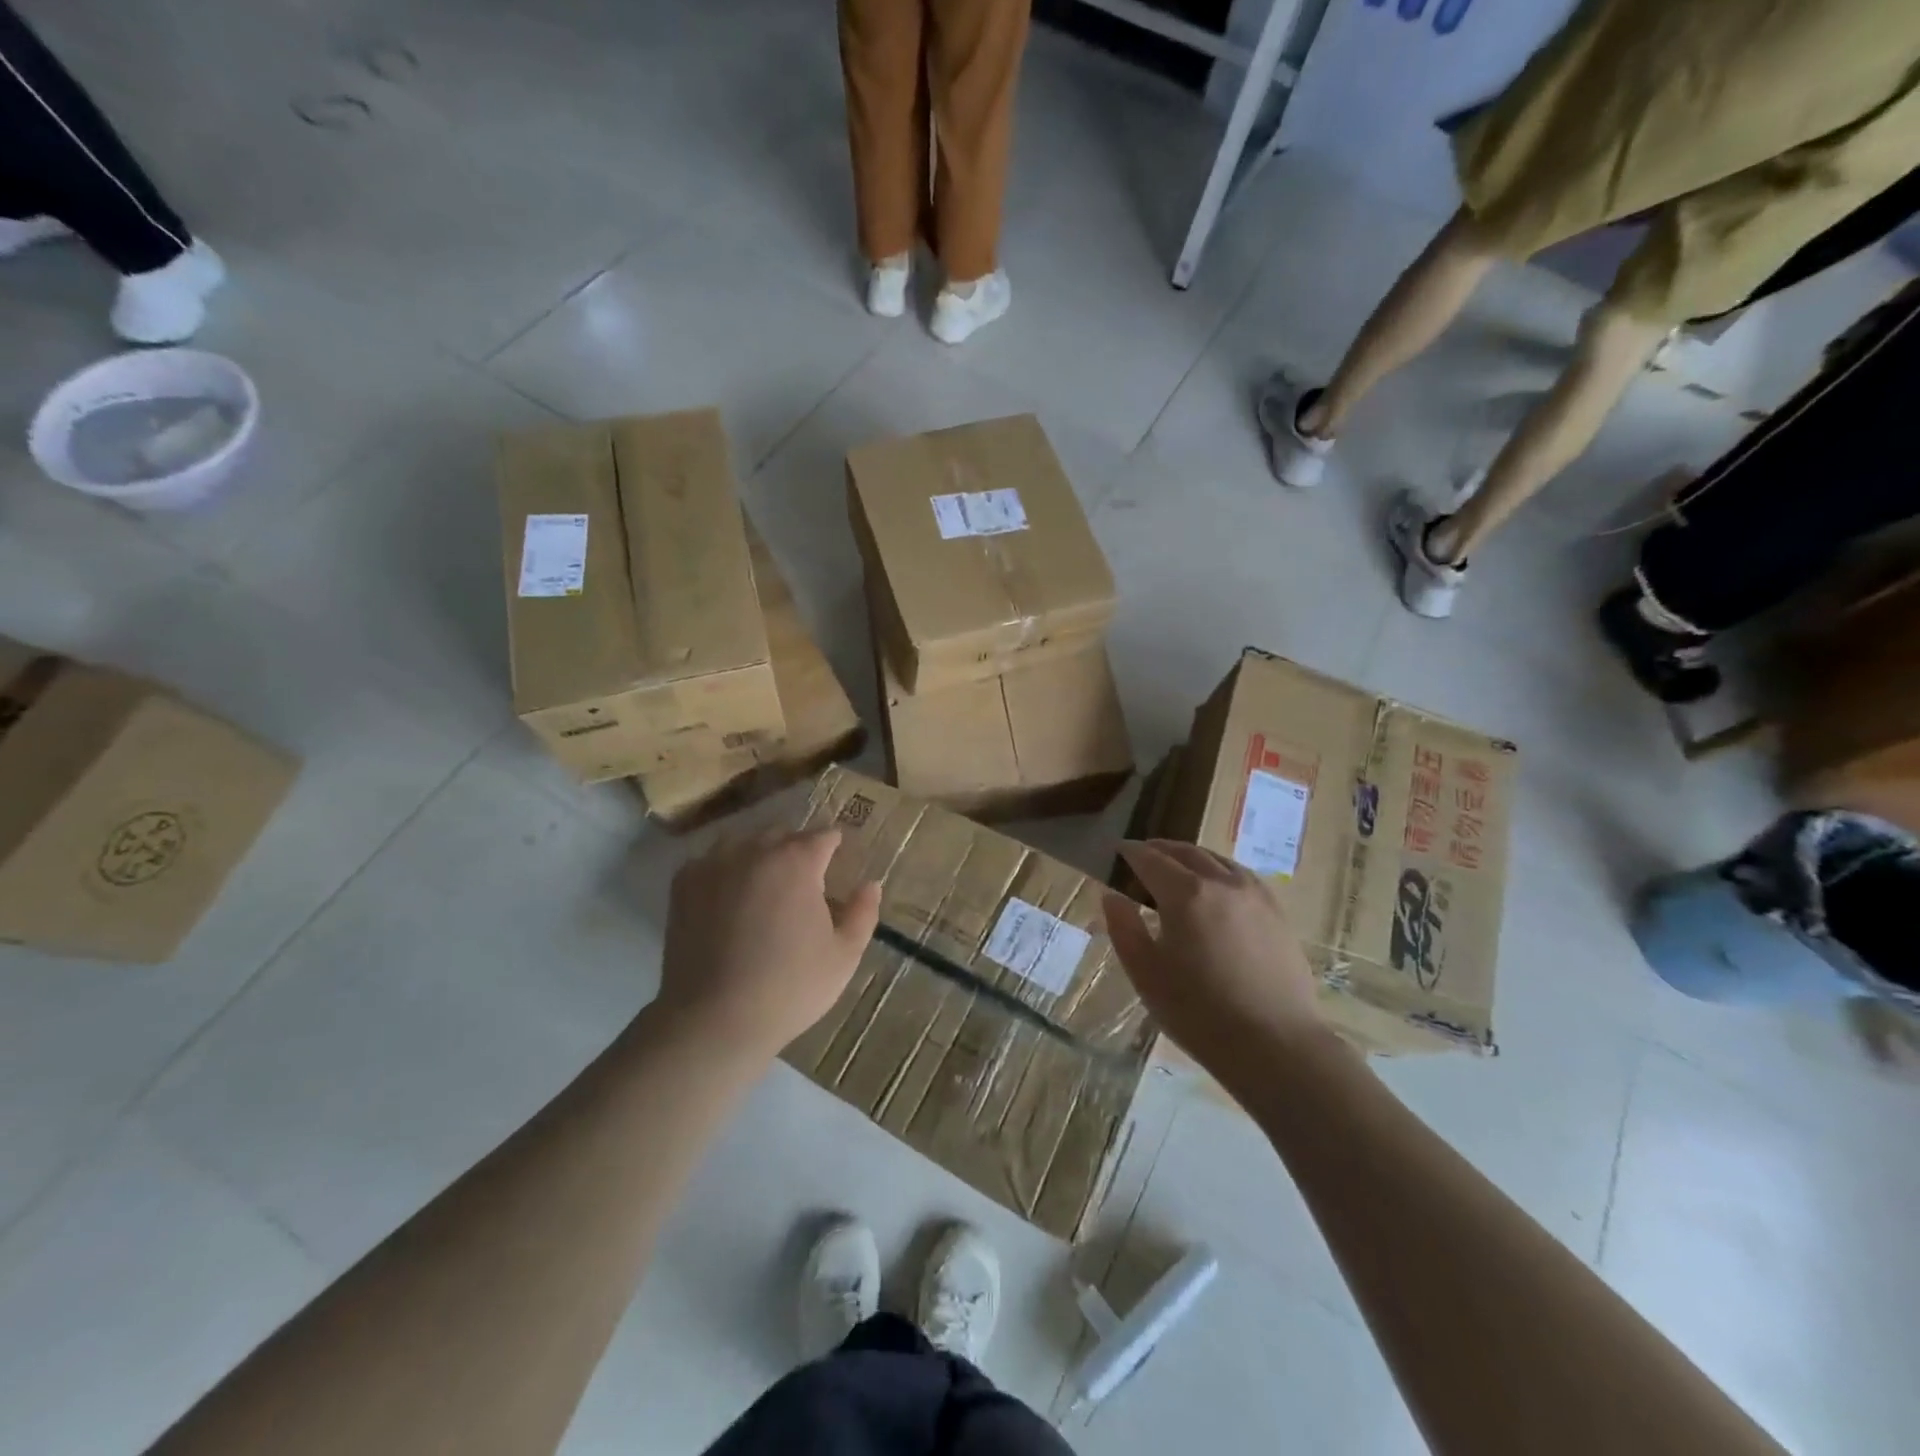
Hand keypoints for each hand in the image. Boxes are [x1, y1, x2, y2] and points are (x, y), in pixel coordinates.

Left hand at [657, 829, 880, 1058]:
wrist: (714, 1019)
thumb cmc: (789, 987)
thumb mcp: (844, 956)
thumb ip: (863, 913)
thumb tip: (871, 884)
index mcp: (797, 861)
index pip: (824, 836)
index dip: (834, 846)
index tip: (837, 860)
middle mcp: (754, 850)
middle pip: (783, 834)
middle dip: (797, 849)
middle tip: (804, 880)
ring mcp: (714, 864)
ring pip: (744, 842)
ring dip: (759, 854)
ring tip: (764, 884)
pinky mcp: (683, 884)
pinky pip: (710, 860)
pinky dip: (724, 869)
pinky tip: (729, 895)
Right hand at [1102, 839, 1324, 1064]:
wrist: (1276, 1045)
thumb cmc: (1199, 1012)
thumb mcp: (1146, 974)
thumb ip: (1124, 928)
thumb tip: (1112, 896)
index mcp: (1185, 894)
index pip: (1151, 859)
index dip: (1131, 852)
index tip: (1117, 850)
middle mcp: (1221, 883)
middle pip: (1186, 853)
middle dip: (1160, 849)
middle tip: (1143, 854)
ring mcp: (1254, 895)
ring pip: (1217, 860)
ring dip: (1191, 856)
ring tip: (1177, 867)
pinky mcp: (1277, 912)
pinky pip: (1241, 876)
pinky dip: (1220, 870)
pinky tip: (1217, 887)